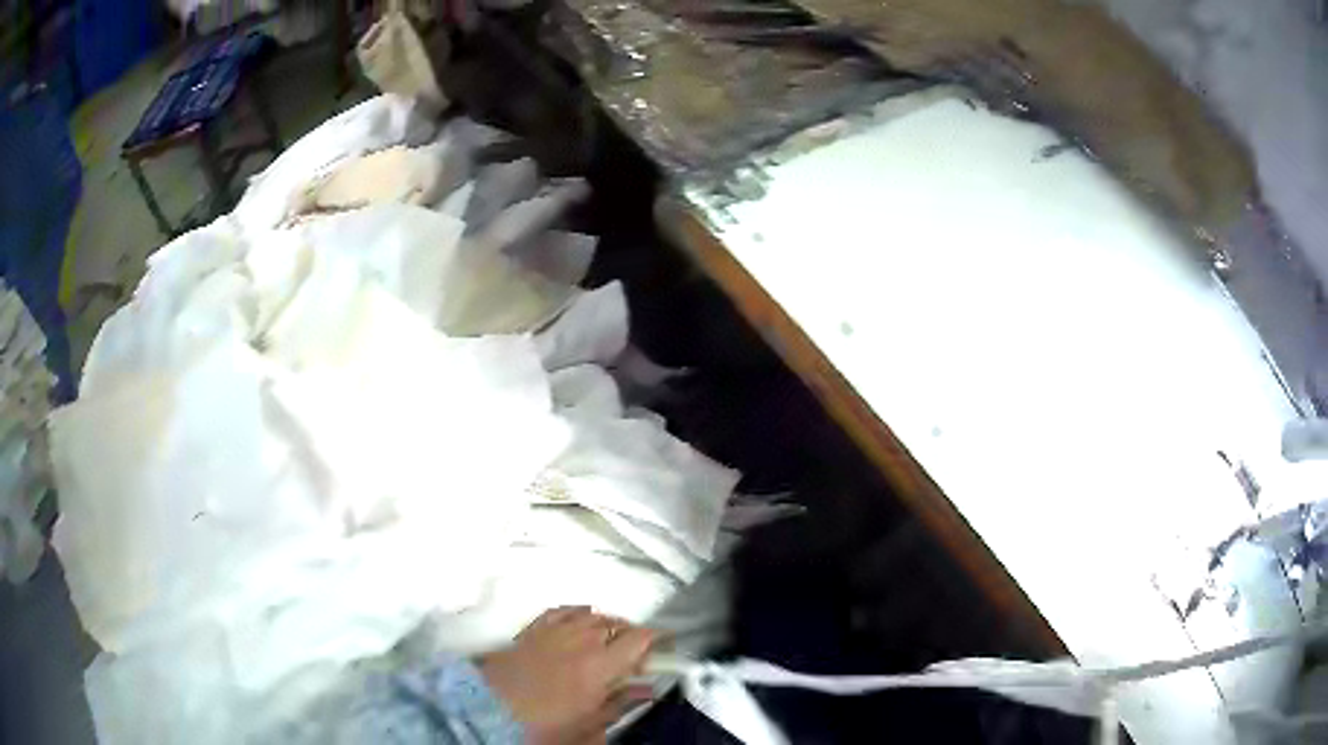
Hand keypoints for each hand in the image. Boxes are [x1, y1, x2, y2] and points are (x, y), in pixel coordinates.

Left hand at [479, 607, 658, 744]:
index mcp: (600, 665)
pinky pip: (562, 610)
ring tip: (611, 640)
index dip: (658, 638)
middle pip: (617, 623)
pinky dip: (578, 613)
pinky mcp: (532, 630)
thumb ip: (620, 704)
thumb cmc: (543, 725)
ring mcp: (554, 631)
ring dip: (607, 624)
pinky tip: (581, 619)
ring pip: (592, 615)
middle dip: (634, 634)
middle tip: (639, 653)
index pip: (639, 639)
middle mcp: (580, 640)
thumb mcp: (588, 725)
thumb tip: (646, 691)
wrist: (489, 711)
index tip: (667, 645)